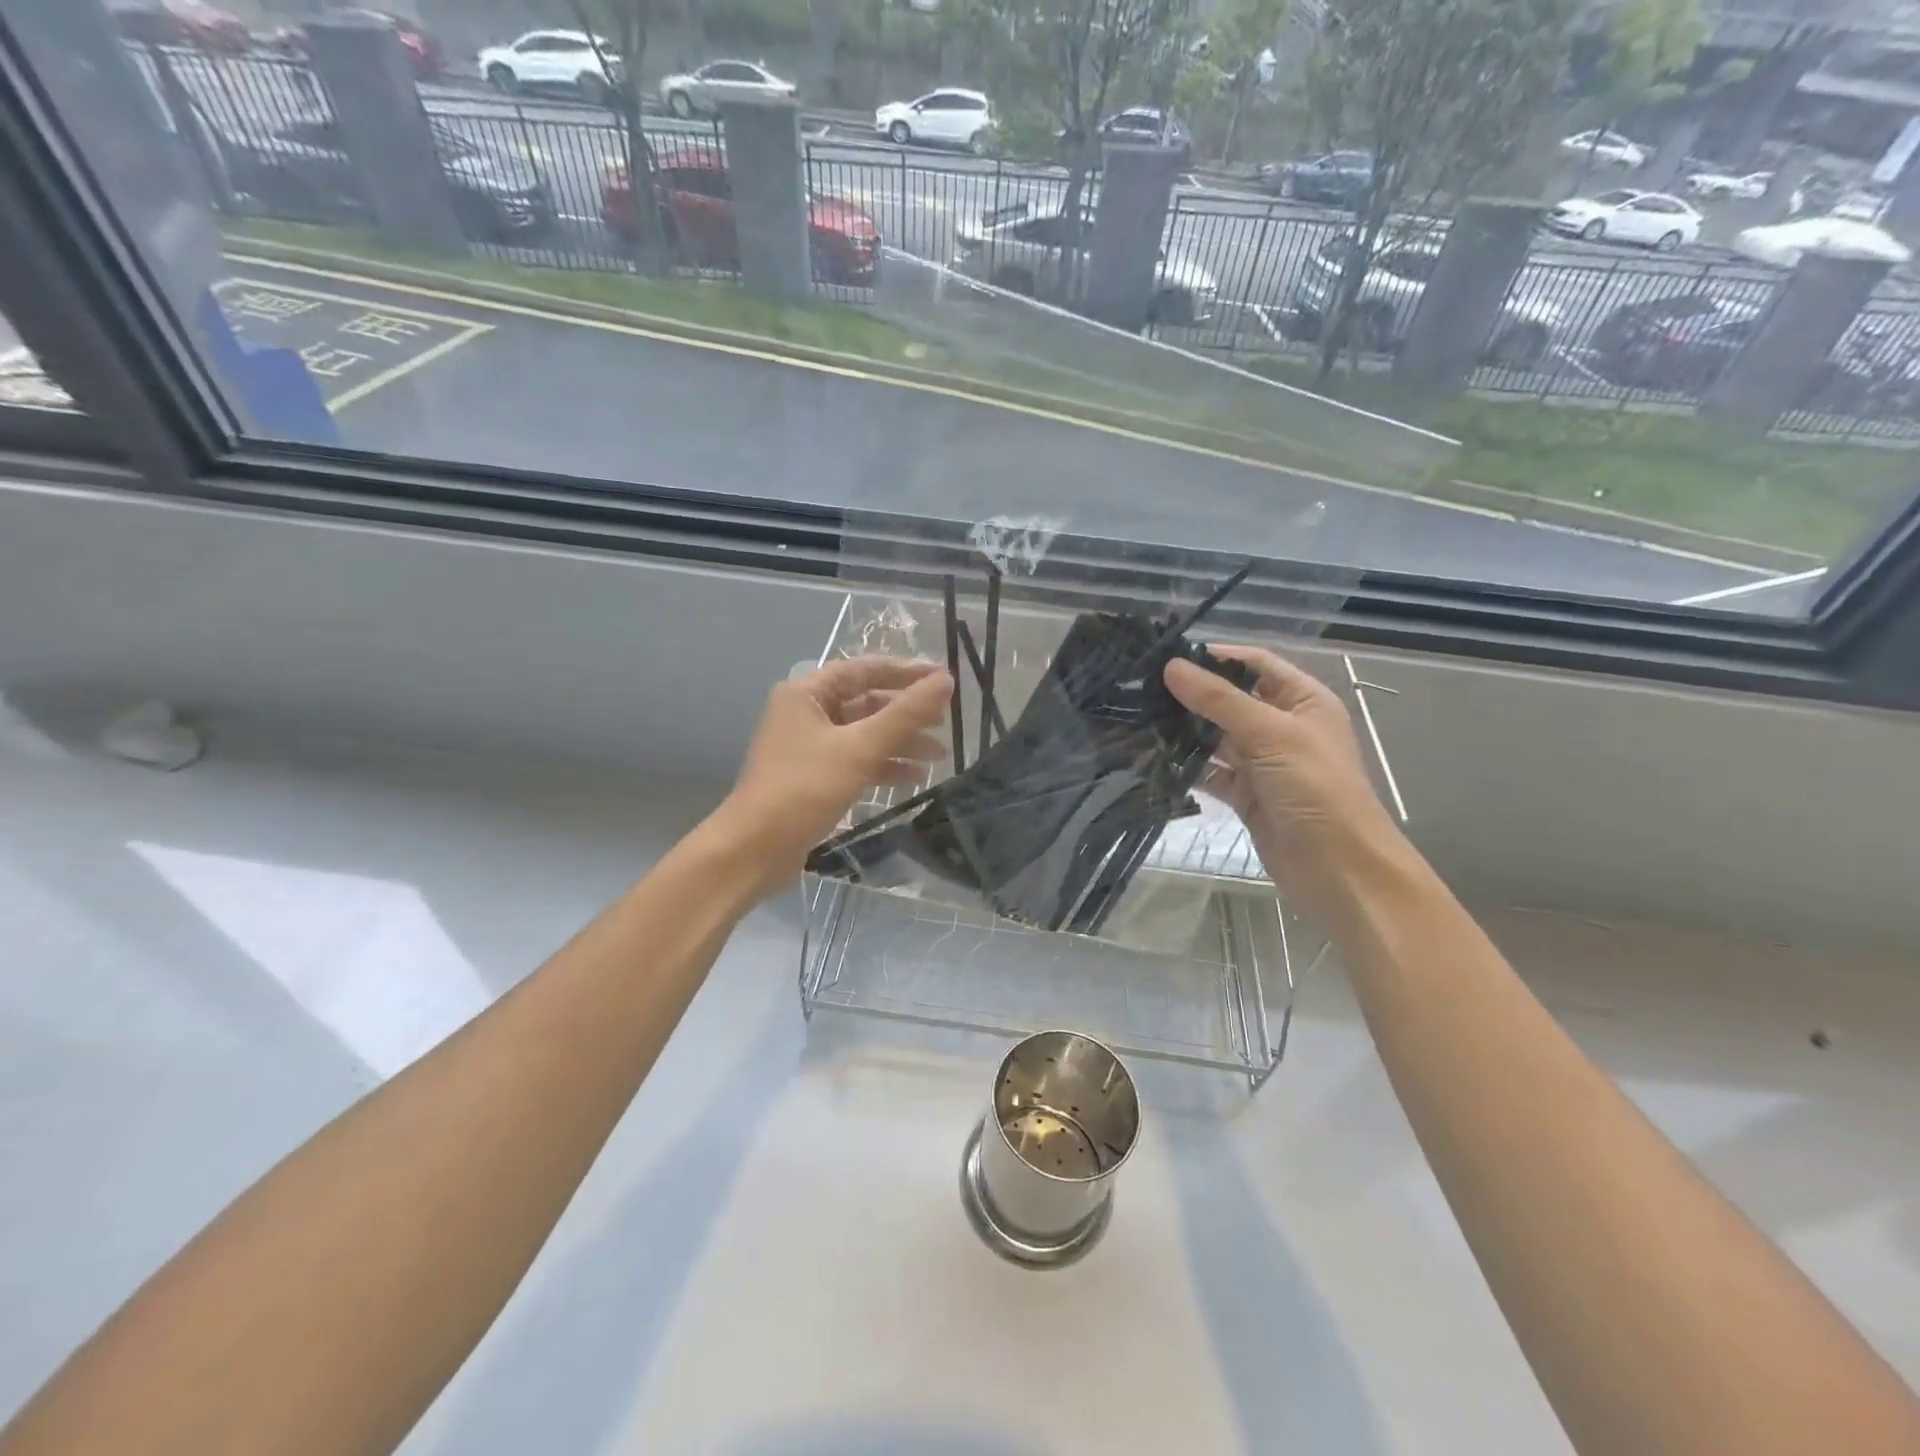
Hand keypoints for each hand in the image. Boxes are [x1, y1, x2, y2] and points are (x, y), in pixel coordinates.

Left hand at [717, 657, 952, 895]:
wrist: (755, 850)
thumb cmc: (804, 788)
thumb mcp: (859, 748)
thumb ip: (905, 714)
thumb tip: (945, 681)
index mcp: (807, 694)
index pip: (863, 670)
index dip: (905, 672)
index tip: (943, 679)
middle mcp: (806, 714)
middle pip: (866, 702)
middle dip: (906, 712)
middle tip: (946, 719)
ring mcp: (809, 748)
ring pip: (864, 734)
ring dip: (900, 741)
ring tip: (939, 754)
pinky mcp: (815, 778)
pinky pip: (857, 761)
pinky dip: (884, 765)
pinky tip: (915, 777)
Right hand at [1164, 646, 1406, 920]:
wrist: (1337, 868)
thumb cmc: (1314, 787)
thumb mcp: (1269, 733)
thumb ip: (1218, 699)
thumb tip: (1171, 666)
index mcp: (1303, 701)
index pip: (1256, 664)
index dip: (1216, 657)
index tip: (1168, 657)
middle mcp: (1282, 727)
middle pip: (1231, 700)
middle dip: (1191, 696)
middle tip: (1141, 690)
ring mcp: (1263, 763)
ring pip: (1217, 738)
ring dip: (1184, 732)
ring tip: (1139, 720)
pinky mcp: (1246, 795)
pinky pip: (1211, 773)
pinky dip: (1188, 767)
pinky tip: (1154, 759)